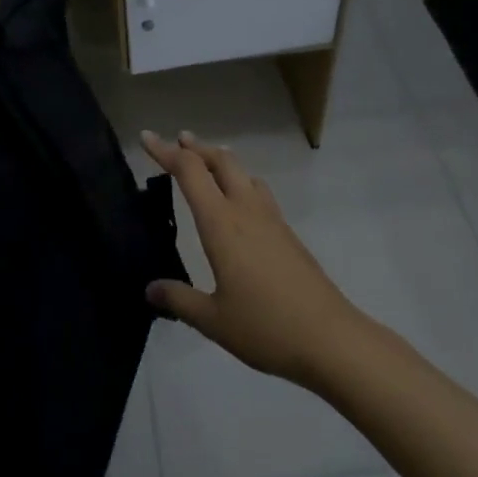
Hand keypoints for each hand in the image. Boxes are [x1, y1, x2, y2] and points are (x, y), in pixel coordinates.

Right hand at [143, 131, 364, 388]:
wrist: (331, 339)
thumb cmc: (266, 327)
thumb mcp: (213, 320)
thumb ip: (179, 300)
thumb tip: (150, 290)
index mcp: (222, 223)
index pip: (190, 171)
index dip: (166, 152)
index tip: (146, 137)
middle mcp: (246, 210)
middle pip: (221, 161)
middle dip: (196, 148)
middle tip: (177, 142)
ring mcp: (271, 219)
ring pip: (243, 172)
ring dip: (221, 161)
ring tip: (206, 163)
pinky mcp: (287, 233)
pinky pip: (258, 191)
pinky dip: (240, 181)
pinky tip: (239, 202)